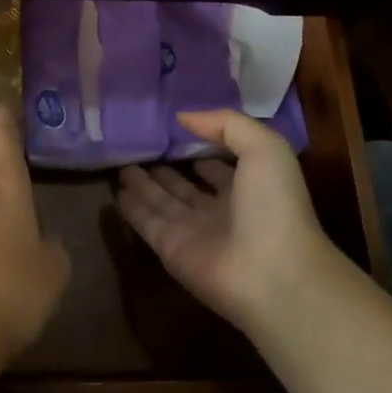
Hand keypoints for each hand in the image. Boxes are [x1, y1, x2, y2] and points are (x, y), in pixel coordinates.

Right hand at [115, 109, 341, 334]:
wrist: (273, 275)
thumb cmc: (275, 207)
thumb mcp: (265, 148)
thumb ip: (226, 124)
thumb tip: (182, 116)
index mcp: (247, 187)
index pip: (219, 166)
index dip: (202, 148)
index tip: (175, 130)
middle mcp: (220, 210)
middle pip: (186, 185)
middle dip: (166, 168)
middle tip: (139, 147)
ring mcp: (193, 231)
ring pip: (162, 202)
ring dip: (143, 184)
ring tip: (122, 163)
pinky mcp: (170, 248)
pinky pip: (145, 222)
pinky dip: (130, 207)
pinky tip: (116, 189)